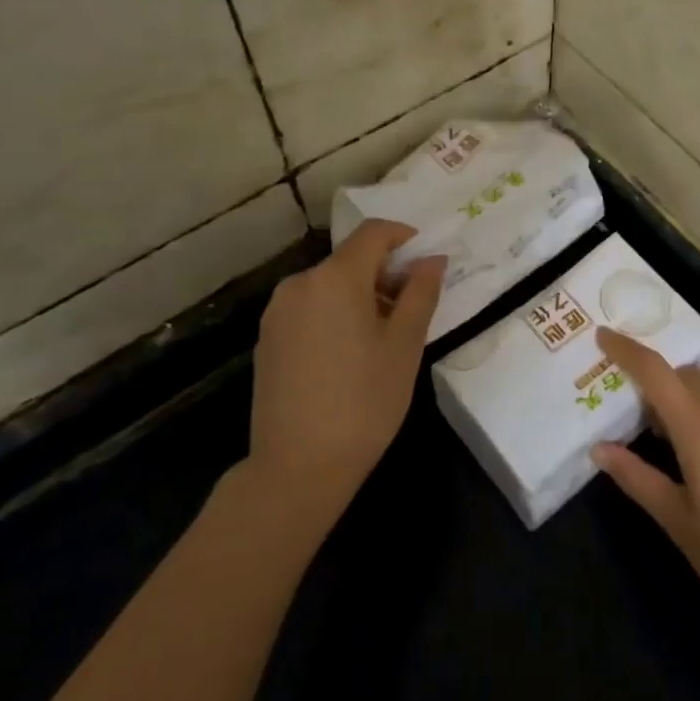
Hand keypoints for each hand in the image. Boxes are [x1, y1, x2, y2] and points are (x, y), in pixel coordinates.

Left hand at [247, 220, 445, 521]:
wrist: (296, 468)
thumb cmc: (363, 402)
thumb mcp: (405, 345)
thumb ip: (421, 292)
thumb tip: (432, 259)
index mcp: (335, 278)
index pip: (373, 232)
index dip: (404, 237)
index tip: (426, 263)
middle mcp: (300, 283)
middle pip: (350, 259)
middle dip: (385, 273)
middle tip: (412, 309)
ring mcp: (277, 312)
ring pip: (329, 285)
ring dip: (360, 295)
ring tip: (383, 337)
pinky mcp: (267, 339)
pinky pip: (309, 308)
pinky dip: (335, 314)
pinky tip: (348, 356)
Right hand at [590, 329, 699, 630]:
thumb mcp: (679, 522)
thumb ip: (638, 479)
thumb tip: (600, 449)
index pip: (655, 372)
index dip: (626, 349)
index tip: (603, 336)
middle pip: (685, 377)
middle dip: (657, 382)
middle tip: (636, 409)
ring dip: (687, 402)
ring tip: (672, 439)